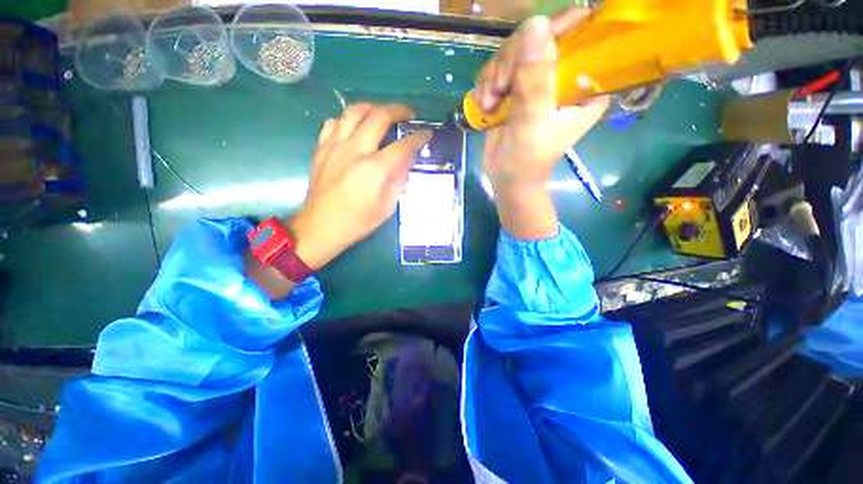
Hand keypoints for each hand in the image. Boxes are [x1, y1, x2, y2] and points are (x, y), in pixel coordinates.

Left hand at [288, 103, 431, 269]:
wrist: (321, 226)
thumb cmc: (358, 221)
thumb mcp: (387, 206)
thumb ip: (399, 179)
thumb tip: (407, 159)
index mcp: (374, 170)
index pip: (402, 146)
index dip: (418, 138)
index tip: (427, 134)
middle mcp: (354, 150)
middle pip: (378, 117)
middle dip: (398, 110)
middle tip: (408, 114)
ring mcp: (334, 146)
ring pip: (354, 111)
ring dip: (373, 107)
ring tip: (383, 114)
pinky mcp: (321, 148)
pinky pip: (334, 122)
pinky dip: (348, 119)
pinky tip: (356, 127)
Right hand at [474, 8, 608, 238]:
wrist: (507, 179)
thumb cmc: (526, 160)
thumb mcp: (532, 123)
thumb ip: (535, 80)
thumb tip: (536, 24)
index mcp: (583, 84)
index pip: (580, 37)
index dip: (558, 29)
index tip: (533, 38)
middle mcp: (562, 77)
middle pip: (539, 39)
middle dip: (513, 60)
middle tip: (500, 88)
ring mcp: (536, 81)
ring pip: (513, 52)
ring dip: (495, 75)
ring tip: (491, 102)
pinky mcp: (515, 89)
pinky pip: (498, 69)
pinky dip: (487, 84)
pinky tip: (485, 104)